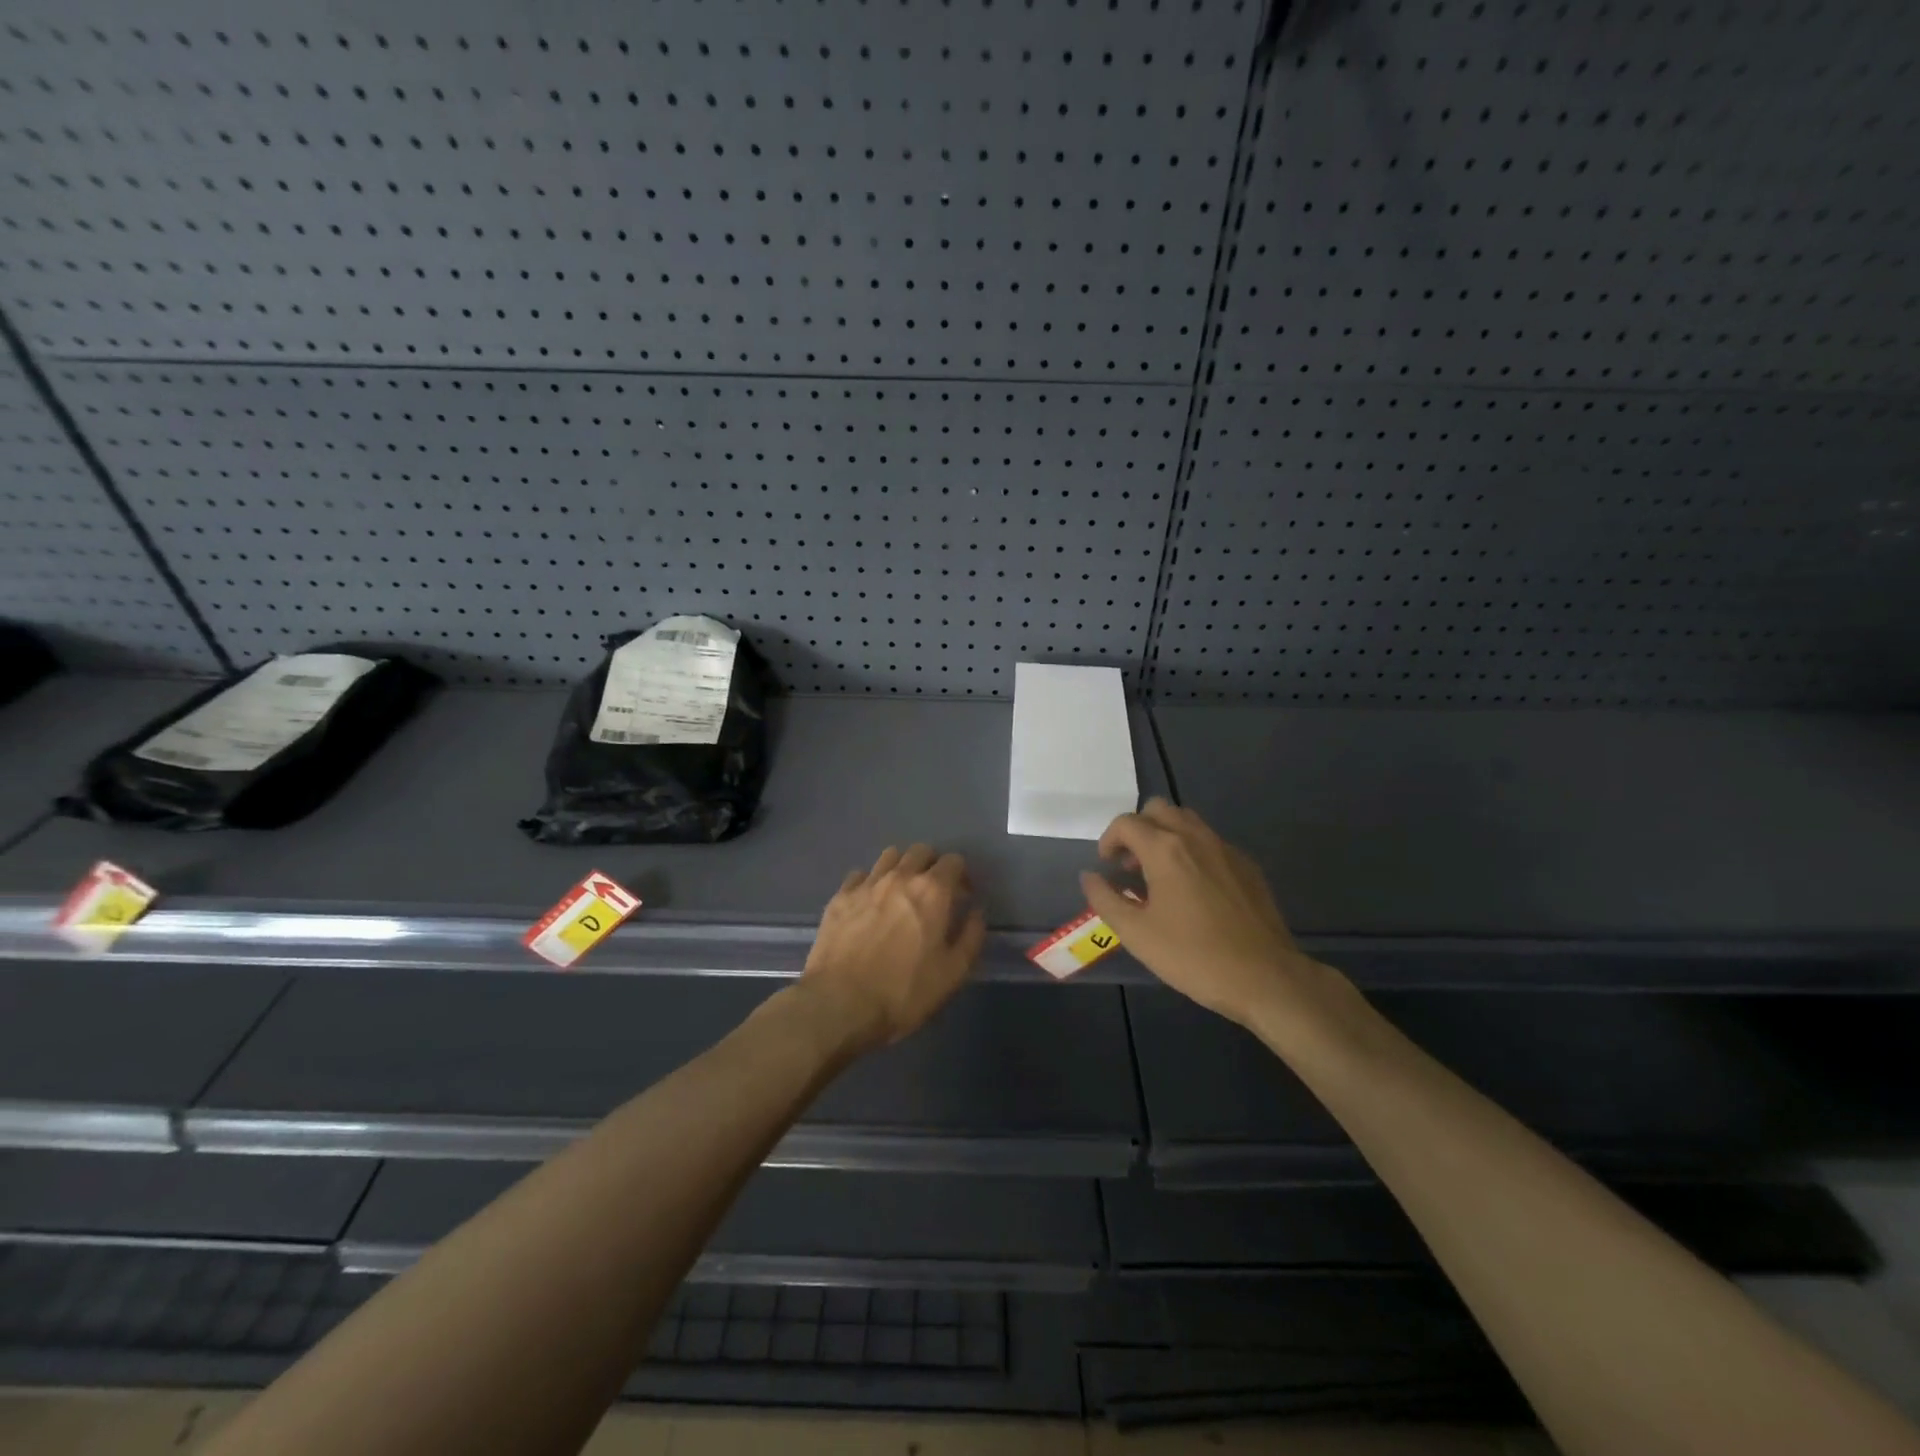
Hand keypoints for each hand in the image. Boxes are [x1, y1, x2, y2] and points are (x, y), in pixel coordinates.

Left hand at [798, 843, 986, 1053]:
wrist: (839, 1004)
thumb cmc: (903, 992)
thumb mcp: (952, 974)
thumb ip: (971, 937)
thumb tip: (975, 912)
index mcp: (932, 891)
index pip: (954, 861)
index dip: (962, 876)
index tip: (962, 896)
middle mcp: (900, 877)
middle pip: (920, 851)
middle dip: (932, 865)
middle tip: (933, 892)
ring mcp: (866, 884)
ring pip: (889, 856)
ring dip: (901, 867)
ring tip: (901, 893)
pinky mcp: (839, 897)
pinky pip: (860, 875)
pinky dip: (870, 883)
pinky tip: (869, 904)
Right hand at [1080, 799, 1330, 1030]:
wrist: (1265, 977)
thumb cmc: (1193, 956)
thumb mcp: (1136, 934)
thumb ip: (1105, 899)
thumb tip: (1089, 877)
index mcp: (1165, 849)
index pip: (1126, 823)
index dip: (1109, 840)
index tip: (1107, 867)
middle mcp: (1195, 837)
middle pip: (1158, 809)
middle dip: (1138, 829)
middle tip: (1131, 864)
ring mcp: (1225, 849)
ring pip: (1187, 821)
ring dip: (1165, 835)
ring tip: (1160, 873)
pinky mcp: (1247, 865)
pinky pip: (1211, 842)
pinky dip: (1192, 851)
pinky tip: (1194, 890)